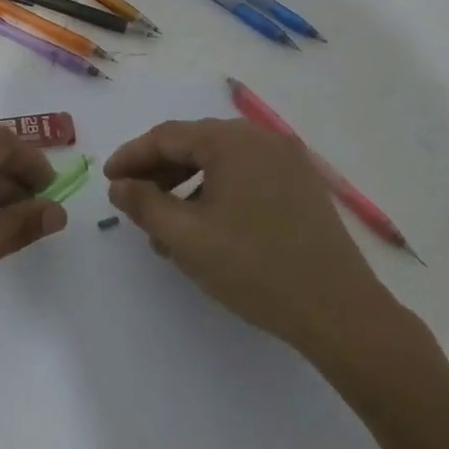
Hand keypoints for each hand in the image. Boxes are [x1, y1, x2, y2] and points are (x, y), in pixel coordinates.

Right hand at [104, 118, 410, 374]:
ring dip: (186, 187)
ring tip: (165, 226)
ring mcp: (286, 160)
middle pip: (195, 145)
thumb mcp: (186, 237)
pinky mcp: (301, 185)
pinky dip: (217, 193)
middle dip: (158, 172)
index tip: (108, 179)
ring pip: (220, 163)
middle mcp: (261, 138)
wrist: (340, 311)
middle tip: (131, 200)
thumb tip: (120, 186)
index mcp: (232, 140)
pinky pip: (245, 176)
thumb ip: (144, 205)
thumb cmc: (254, 268)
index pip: (167, 136)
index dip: (132, 156)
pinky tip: (205, 228)